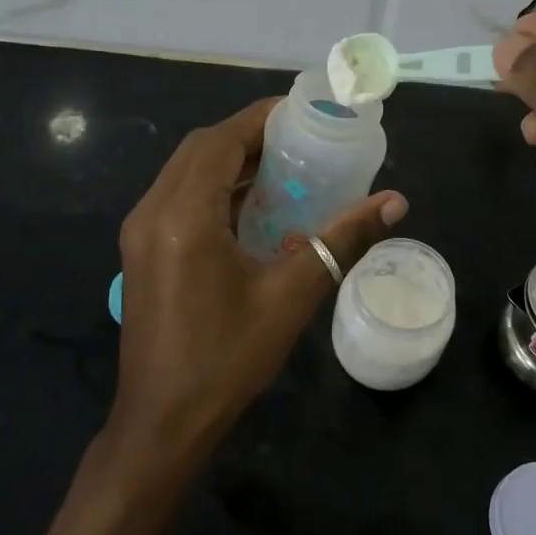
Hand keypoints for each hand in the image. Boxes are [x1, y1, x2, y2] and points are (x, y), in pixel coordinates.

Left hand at [112, 97, 407, 461]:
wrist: (162, 424)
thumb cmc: (227, 360)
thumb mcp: (291, 297)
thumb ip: (341, 241)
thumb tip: (395, 202)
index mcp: (183, 216)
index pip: (221, 142)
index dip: (261, 118)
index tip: (303, 110)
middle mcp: (152, 212)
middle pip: (200, 149)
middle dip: (248, 136)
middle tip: (299, 139)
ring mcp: (140, 232)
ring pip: (186, 172)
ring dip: (229, 161)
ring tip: (282, 166)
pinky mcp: (142, 251)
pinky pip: (178, 198)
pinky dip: (214, 188)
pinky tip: (252, 206)